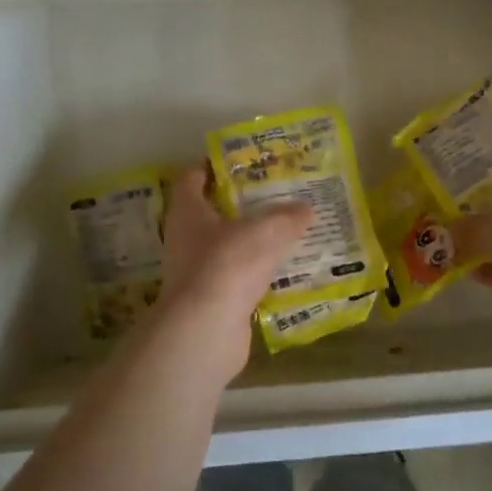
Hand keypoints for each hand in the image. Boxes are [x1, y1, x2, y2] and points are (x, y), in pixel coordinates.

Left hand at [154, 165, 312, 381]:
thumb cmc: (227, 264)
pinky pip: (237, 278)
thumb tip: (306, 208)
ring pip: (226, 247)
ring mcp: (196, 272)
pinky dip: (256, 273)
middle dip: (240, 204)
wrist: (205, 331)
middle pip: (211, 213)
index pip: (192, 178)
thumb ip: (287, 217)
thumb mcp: (265, 231)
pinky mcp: (211, 301)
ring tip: (285, 230)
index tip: (241, 160)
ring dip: (250, 240)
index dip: (213, 165)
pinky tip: (283, 270)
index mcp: (188, 211)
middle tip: (274, 194)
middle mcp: (185, 239)